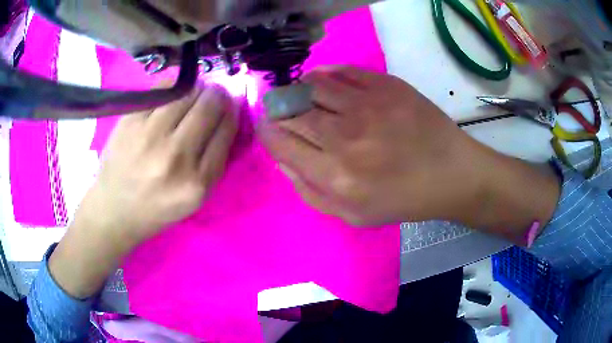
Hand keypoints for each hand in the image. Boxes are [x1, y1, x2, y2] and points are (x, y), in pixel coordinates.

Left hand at [81, 84, 238, 245]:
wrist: (114, 210)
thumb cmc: (156, 208)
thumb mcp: (194, 199)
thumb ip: (215, 162)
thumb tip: (228, 115)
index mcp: (197, 182)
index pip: (226, 131)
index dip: (233, 111)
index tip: (231, 104)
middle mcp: (175, 156)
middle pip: (209, 107)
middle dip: (218, 94)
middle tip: (215, 93)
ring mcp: (149, 136)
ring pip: (186, 92)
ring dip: (197, 86)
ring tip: (196, 89)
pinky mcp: (130, 122)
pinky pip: (161, 89)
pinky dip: (173, 84)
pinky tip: (175, 88)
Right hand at [260, 66, 479, 225]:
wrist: (449, 173)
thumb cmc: (402, 200)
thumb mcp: (351, 215)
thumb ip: (309, 191)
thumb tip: (281, 158)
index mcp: (334, 176)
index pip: (280, 142)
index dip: (267, 131)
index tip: (267, 127)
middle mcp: (345, 137)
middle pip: (291, 110)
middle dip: (278, 109)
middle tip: (281, 110)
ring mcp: (367, 105)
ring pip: (312, 85)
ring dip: (299, 89)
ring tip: (303, 96)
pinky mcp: (385, 85)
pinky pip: (341, 71)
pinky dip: (324, 75)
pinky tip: (325, 83)